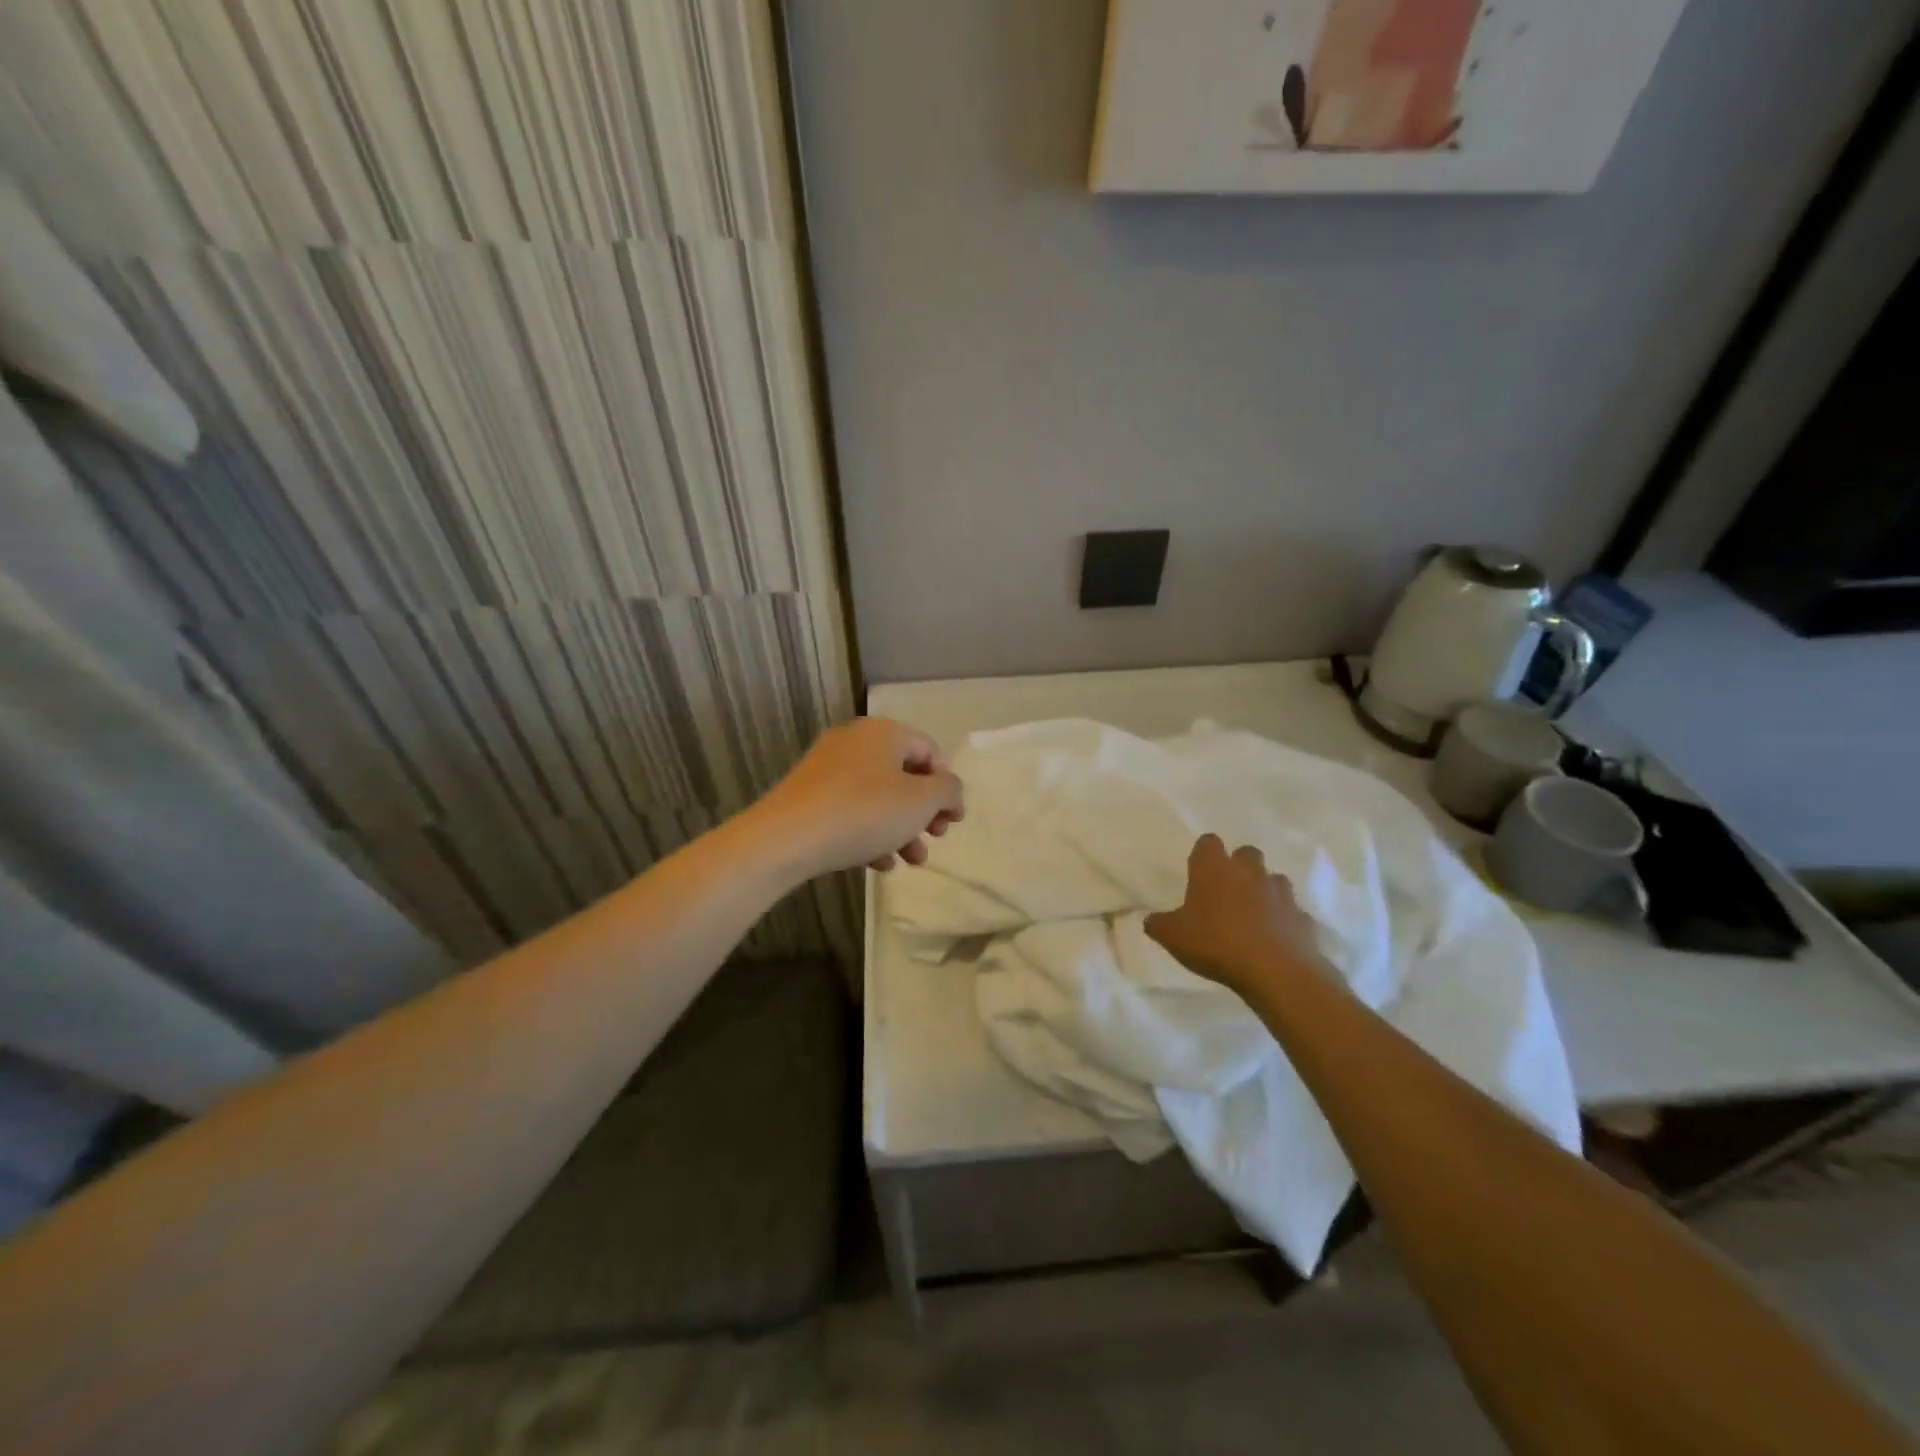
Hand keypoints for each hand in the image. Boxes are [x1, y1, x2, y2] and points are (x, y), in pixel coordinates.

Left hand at [753, 718, 964, 878]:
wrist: (786, 838)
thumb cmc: (864, 812)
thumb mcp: (920, 802)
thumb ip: (947, 791)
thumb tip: (949, 789)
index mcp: (884, 732)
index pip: (929, 751)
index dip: (947, 786)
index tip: (953, 820)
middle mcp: (854, 741)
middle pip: (903, 775)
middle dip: (923, 812)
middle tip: (934, 838)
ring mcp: (827, 767)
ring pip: (877, 796)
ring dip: (900, 828)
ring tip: (910, 860)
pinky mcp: (808, 795)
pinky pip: (850, 809)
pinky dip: (869, 832)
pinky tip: (876, 864)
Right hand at [1145, 835, 1327, 997]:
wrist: (1275, 971)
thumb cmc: (1216, 943)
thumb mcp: (1173, 937)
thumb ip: (1159, 924)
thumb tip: (1151, 920)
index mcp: (1215, 869)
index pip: (1208, 843)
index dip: (1204, 854)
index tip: (1198, 872)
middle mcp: (1249, 872)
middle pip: (1246, 853)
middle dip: (1239, 867)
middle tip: (1226, 892)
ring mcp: (1281, 893)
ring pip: (1273, 879)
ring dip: (1264, 891)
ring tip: (1252, 916)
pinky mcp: (1302, 917)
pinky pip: (1291, 912)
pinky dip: (1283, 920)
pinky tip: (1274, 939)